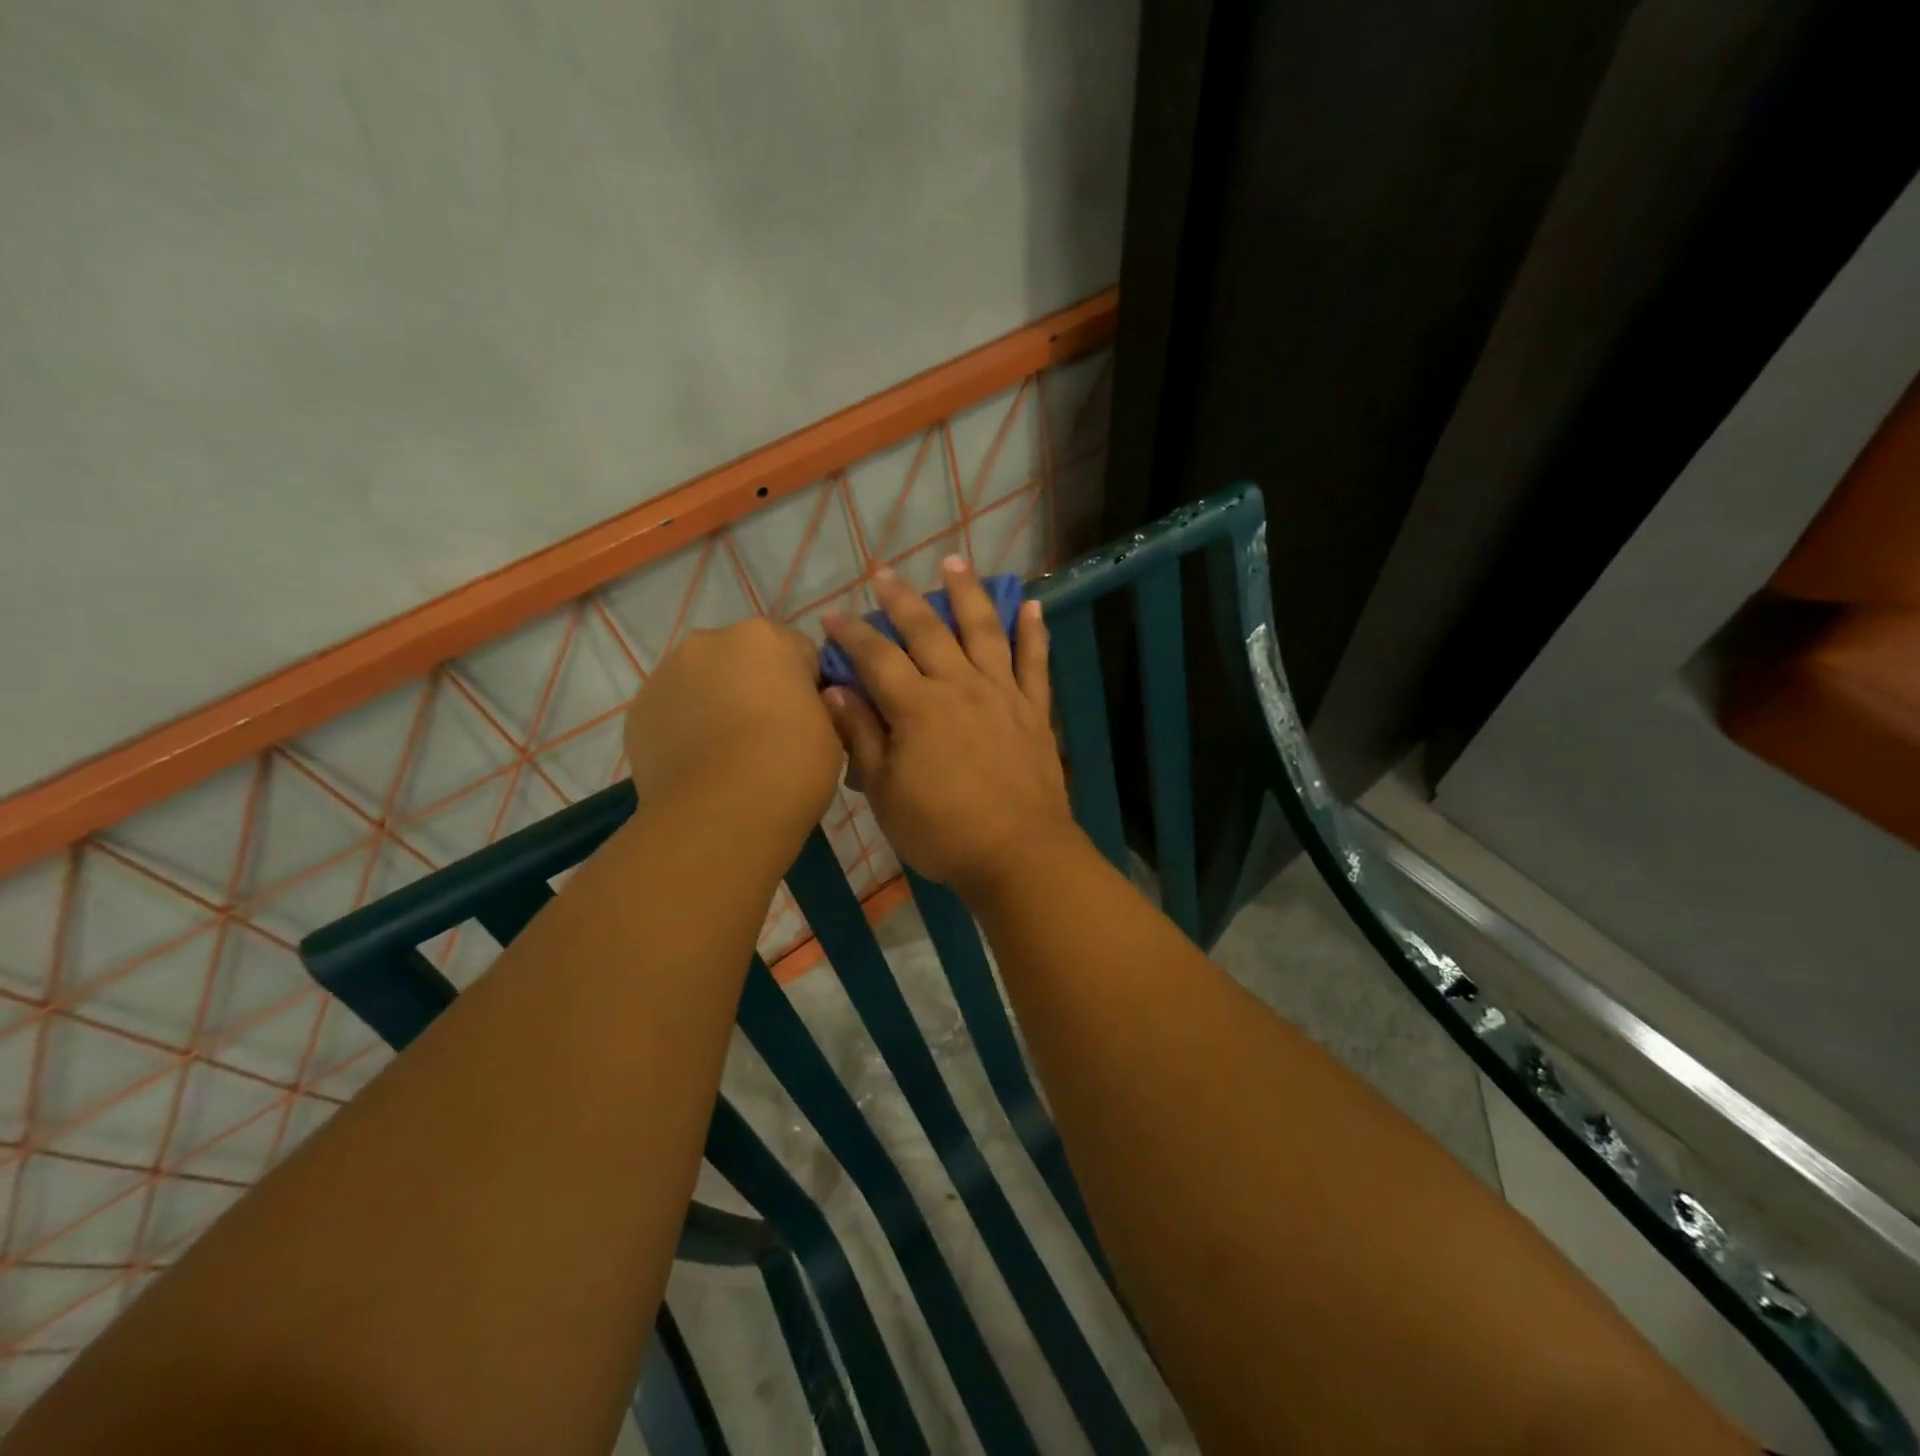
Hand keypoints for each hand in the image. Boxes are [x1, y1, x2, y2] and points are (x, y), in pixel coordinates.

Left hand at [623, 618, 842, 844]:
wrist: (721, 816)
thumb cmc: (791, 767)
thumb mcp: (832, 733)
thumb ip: (819, 706)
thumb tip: (808, 705)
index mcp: (766, 638)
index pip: (799, 652)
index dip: (809, 687)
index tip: (810, 720)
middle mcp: (711, 641)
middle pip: (745, 657)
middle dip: (758, 685)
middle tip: (769, 735)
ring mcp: (667, 672)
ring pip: (704, 680)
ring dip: (718, 702)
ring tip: (730, 753)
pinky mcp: (639, 708)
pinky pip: (674, 709)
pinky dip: (686, 726)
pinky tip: (700, 763)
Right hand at [822, 557, 1080, 898]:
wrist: (1018, 854)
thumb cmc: (941, 831)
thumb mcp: (885, 792)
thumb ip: (862, 736)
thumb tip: (836, 690)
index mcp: (917, 707)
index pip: (876, 657)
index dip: (851, 634)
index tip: (832, 616)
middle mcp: (959, 686)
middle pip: (927, 630)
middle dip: (901, 598)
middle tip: (883, 572)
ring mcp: (1002, 694)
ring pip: (983, 631)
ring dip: (967, 592)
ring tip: (955, 560)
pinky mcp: (1034, 710)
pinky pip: (1035, 662)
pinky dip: (1033, 631)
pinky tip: (1031, 604)